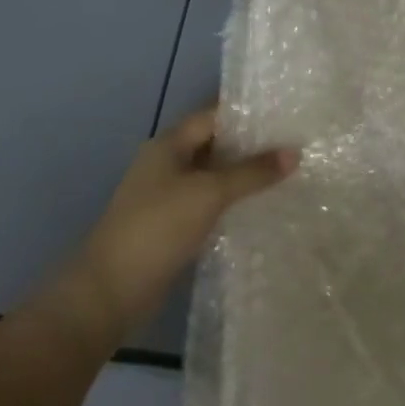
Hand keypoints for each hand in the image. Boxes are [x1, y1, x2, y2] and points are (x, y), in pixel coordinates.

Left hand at [76, 105, 295, 333]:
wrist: (110, 291)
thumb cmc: (158, 228)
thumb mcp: (209, 193)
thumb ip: (252, 173)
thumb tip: (294, 152)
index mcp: (169, 144)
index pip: (213, 115)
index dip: (247, 113)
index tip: (285, 115)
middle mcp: (167, 163)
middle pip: (214, 144)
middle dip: (250, 145)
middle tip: (294, 144)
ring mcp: (167, 196)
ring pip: (212, 176)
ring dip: (243, 176)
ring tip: (287, 174)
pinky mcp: (171, 226)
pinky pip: (208, 203)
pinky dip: (231, 203)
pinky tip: (261, 208)